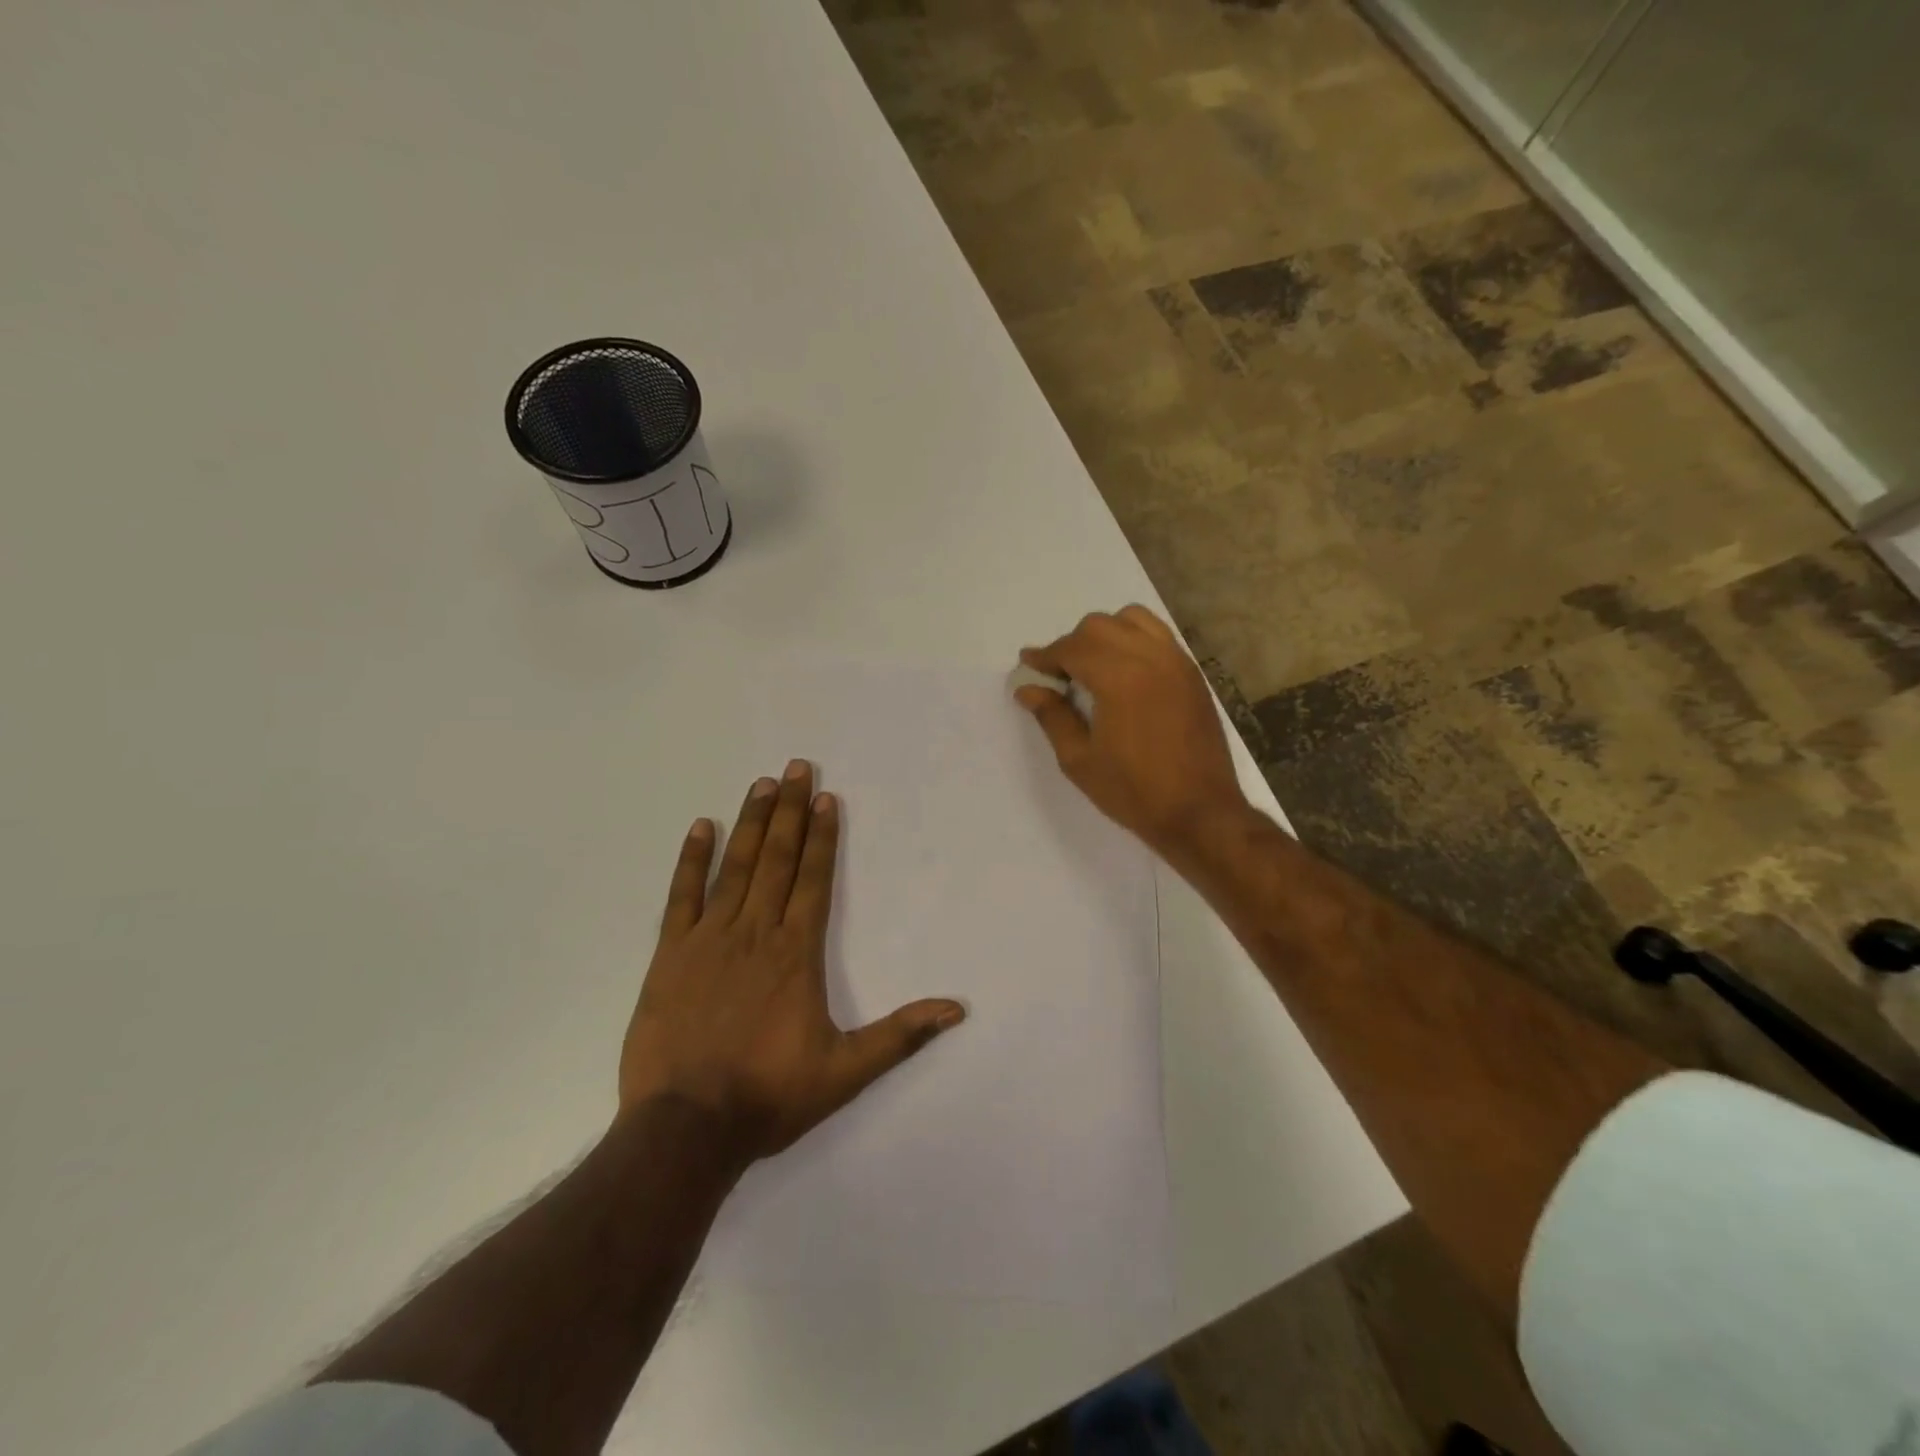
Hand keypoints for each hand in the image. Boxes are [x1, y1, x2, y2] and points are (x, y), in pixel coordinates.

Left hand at [619, 760, 965, 1163]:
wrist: (686, 1128)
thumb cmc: (769, 1095)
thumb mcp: (845, 1071)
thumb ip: (900, 1035)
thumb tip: (957, 1008)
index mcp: (796, 953)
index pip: (814, 880)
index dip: (823, 837)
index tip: (827, 799)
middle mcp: (756, 932)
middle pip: (778, 859)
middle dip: (791, 811)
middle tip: (797, 768)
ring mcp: (710, 939)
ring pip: (736, 868)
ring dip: (752, 823)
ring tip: (763, 784)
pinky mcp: (670, 954)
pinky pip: (682, 896)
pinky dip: (692, 859)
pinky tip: (702, 827)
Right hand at [1016, 605, 1247, 854]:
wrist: (1200, 812)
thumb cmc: (1134, 791)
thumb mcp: (1079, 760)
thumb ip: (1052, 717)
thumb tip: (1028, 690)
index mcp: (1119, 677)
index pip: (1072, 647)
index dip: (1045, 655)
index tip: (1028, 665)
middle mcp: (1150, 657)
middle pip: (1100, 625)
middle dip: (1072, 643)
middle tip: (1058, 675)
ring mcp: (1177, 662)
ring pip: (1133, 620)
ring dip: (1105, 634)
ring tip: (1093, 666)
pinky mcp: (1192, 673)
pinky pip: (1158, 636)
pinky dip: (1134, 640)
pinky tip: (1125, 672)